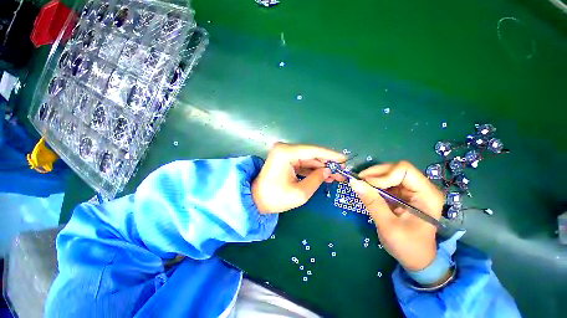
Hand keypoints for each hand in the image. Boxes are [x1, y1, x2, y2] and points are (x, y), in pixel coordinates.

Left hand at [252, 142, 345, 213]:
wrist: (256, 200)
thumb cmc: (276, 198)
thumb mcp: (300, 193)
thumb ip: (317, 179)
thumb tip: (328, 170)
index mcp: (286, 153)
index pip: (313, 151)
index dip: (330, 155)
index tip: (344, 159)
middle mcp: (285, 149)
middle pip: (312, 154)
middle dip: (327, 163)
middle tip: (342, 171)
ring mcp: (284, 154)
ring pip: (308, 159)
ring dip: (321, 167)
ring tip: (336, 175)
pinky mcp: (285, 160)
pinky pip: (303, 163)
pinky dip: (313, 169)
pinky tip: (324, 176)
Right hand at [350, 161, 443, 270]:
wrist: (417, 260)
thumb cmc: (408, 246)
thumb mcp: (388, 225)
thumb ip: (372, 202)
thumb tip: (353, 182)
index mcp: (426, 195)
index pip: (404, 170)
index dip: (383, 175)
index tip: (367, 185)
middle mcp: (421, 188)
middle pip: (395, 169)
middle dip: (375, 174)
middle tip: (359, 182)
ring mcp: (412, 191)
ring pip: (389, 173)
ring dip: (373, 178)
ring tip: (361, 187)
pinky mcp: (403, 194)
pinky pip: (386, 182)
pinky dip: (374, 184)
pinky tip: (367, 191)